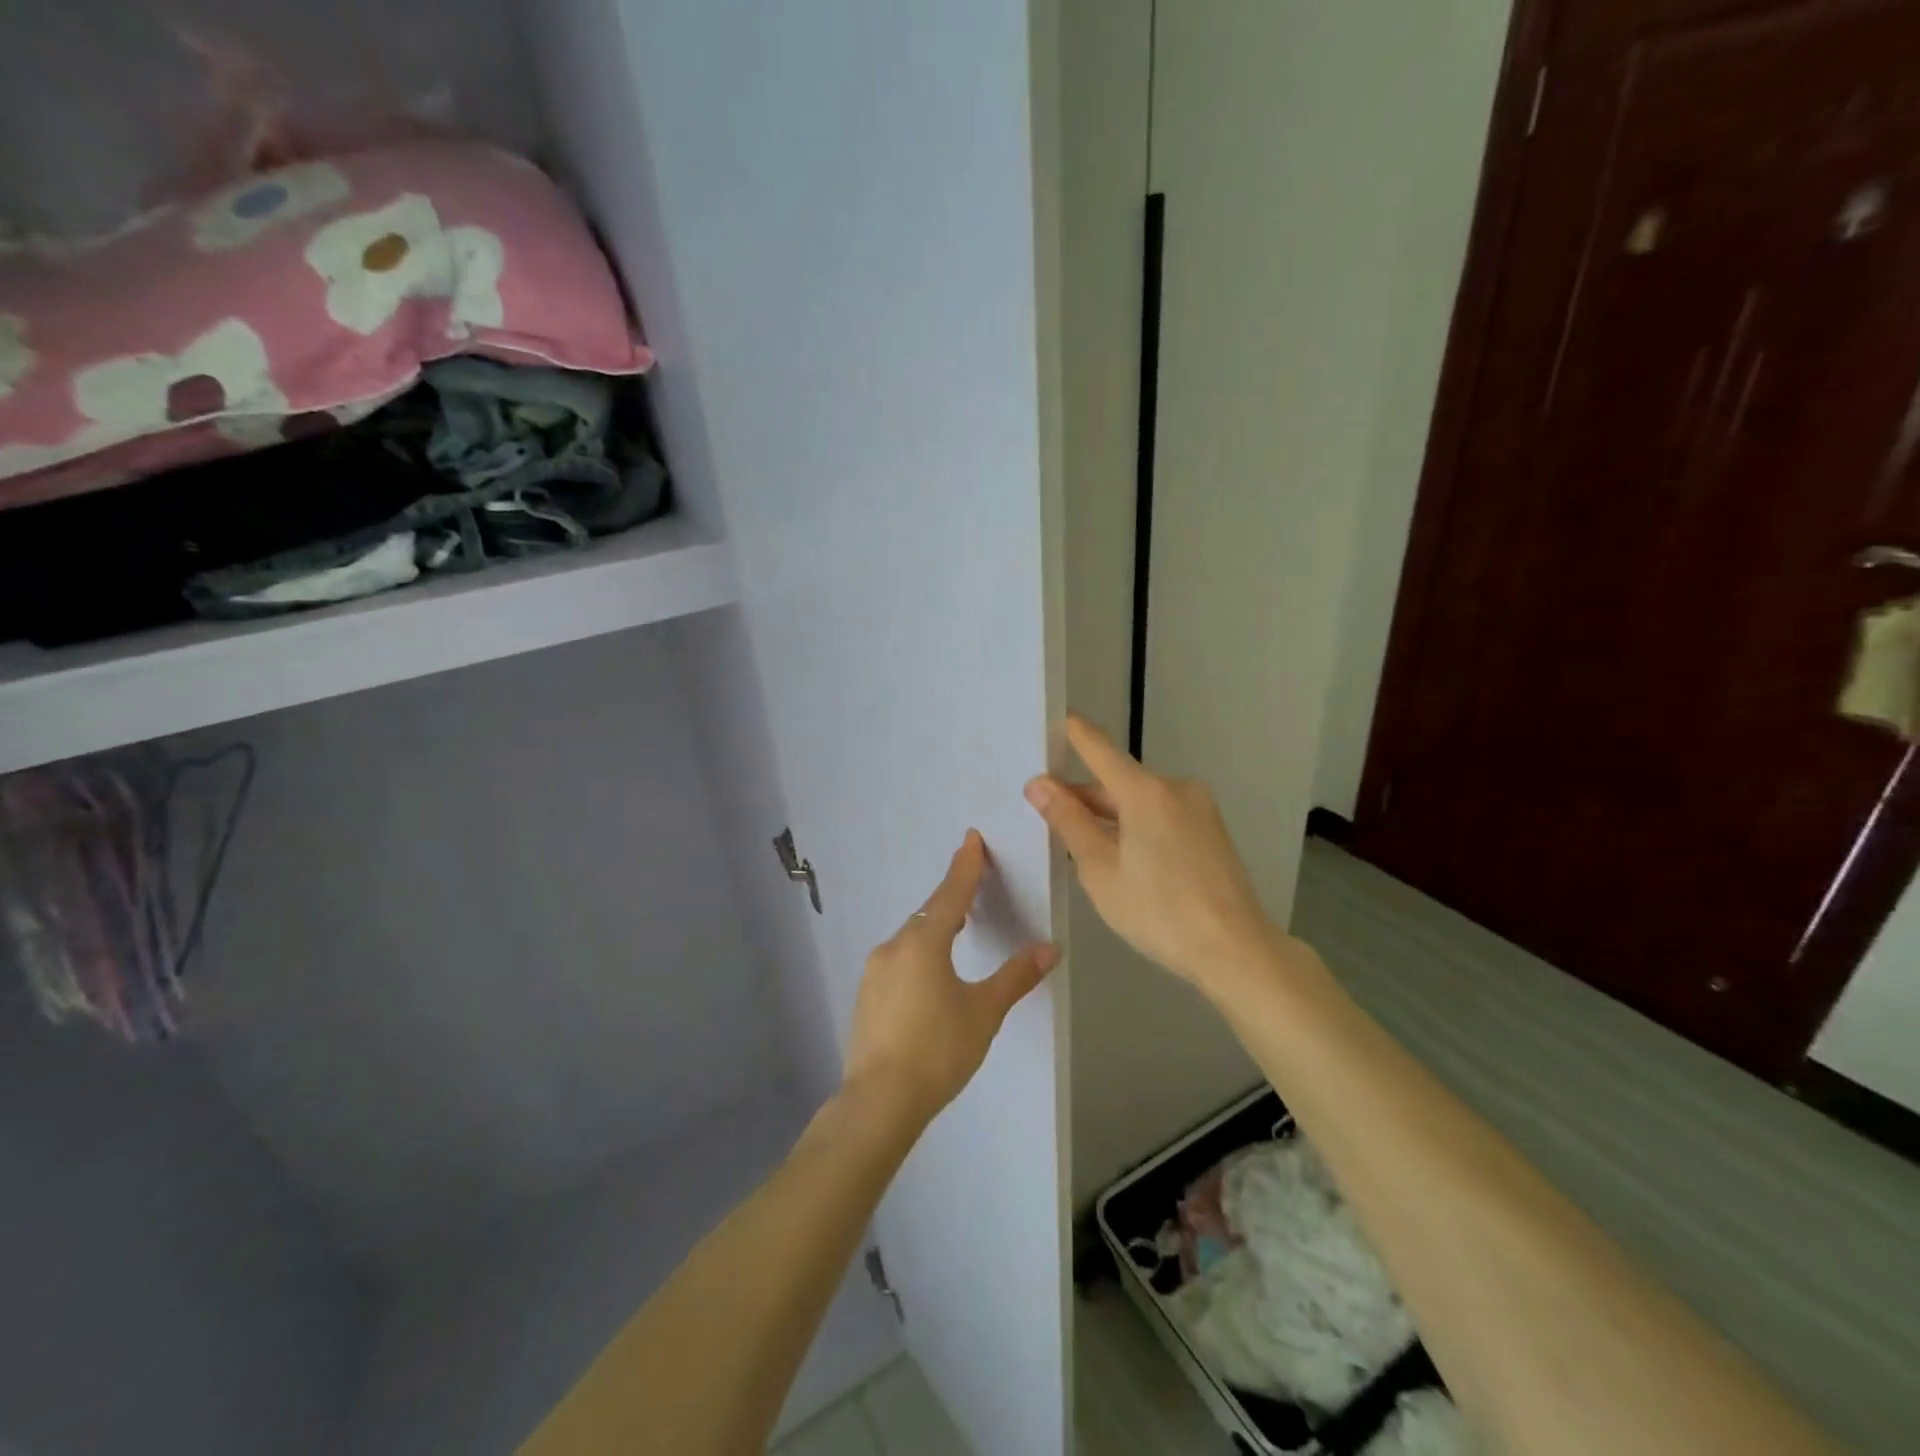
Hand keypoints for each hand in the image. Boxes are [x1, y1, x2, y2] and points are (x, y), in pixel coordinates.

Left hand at [842, 830, 1058, 1122]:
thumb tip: (1049, 947)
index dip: (965, 866)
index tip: (971, 839)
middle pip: (929, 912)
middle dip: (951, 897)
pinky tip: (928, 972)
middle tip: (972, 883)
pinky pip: (898, 958)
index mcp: (924, 943)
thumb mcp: (984, 1012)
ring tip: (956, 928)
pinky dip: (918, 952)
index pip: (951, 894)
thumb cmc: (939, 1050)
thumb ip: (1015, 976)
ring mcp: (875, 970)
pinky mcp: (866, 994)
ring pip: (911, 936)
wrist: (880, 1100)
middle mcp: (895, 947)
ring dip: (934, 927)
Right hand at [1024, 713, 1281, 995]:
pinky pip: (1160, 815)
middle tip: (1044, 813)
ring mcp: (1198, 808)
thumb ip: (1069, 821)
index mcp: (1145, 791)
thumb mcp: (1101, 869)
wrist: (1235, 950)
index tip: (1048, 717)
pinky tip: (1121, 857)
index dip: (1071, 730)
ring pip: (1139, 801)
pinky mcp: (1210, 830)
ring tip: (1078, 845)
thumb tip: (1039, 784)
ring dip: (1109, 815)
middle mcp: (1175, 787)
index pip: (1097, 746)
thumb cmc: (1158, 911)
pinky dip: (1135, 826)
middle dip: (1082, 795)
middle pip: (1117, 780)